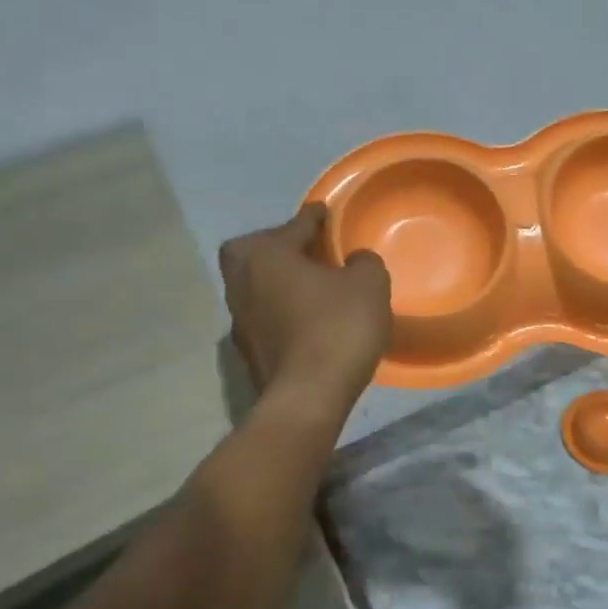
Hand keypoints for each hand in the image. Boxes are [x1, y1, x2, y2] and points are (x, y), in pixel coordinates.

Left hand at [218, 206, 391, 417]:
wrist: (307, 397)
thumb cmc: (337, 328)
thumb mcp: (368, 284)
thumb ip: (364, 262)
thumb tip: (355, 261)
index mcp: (265, 254)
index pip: (294, 225)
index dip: (313, 217)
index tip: (323, 211)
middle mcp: (241, 281)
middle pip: (258, 251)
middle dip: (280, 247)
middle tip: (309, 252)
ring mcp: (239, 318)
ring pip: (258, 285)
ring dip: (280, 281)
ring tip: (312, 286)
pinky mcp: (247, 350)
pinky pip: (265, 316)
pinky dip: (282, 310)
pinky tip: (307, 320)